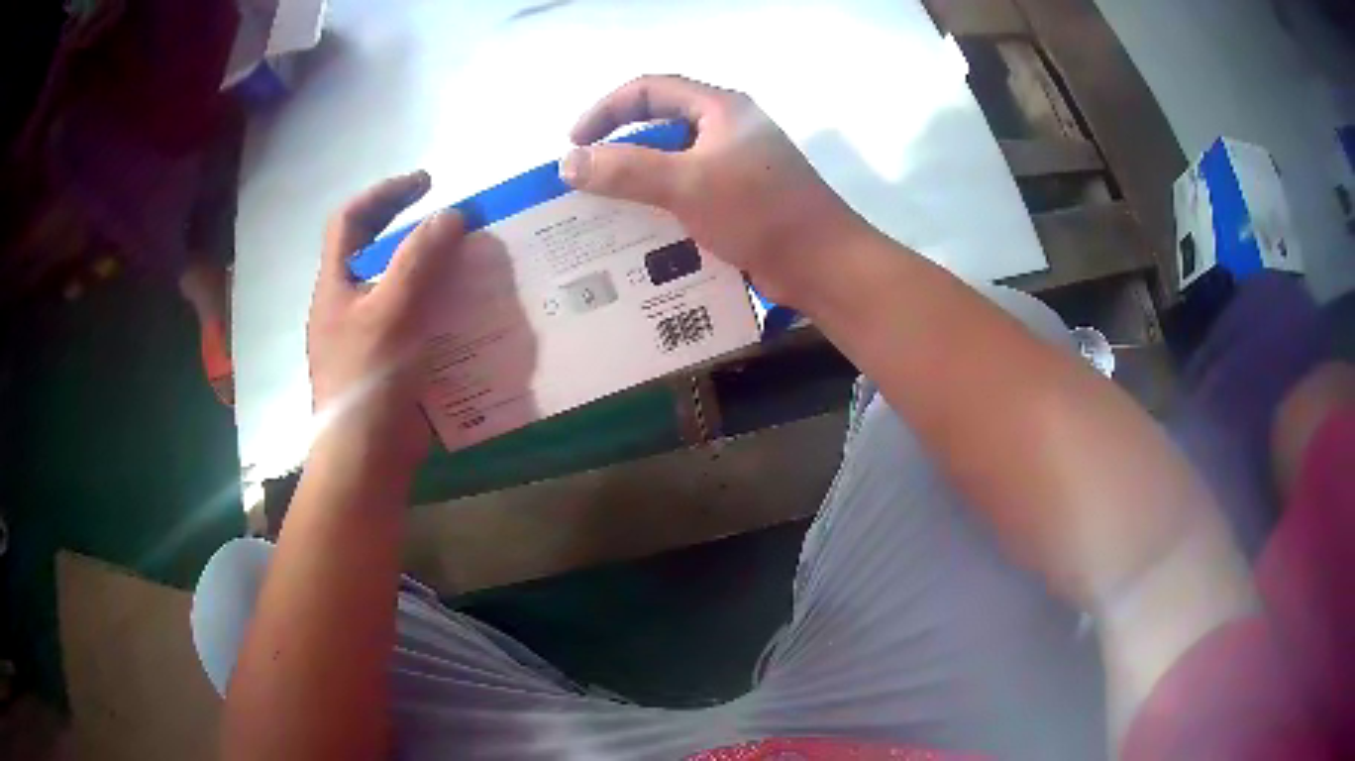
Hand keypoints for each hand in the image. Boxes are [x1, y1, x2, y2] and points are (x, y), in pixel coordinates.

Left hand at [307, 171, 464, 472]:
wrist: (366, 459)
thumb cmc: (368, 381)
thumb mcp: (390, 313)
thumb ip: (418, 260)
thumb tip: (451, 215)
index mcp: (336, 286)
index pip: (350, 220)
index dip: (384, 192)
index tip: (427, 183)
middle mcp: (350, 304)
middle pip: (377, 250)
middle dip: (416, 230)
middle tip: (459, 222)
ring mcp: (371, 335)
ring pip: (403, 286)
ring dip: (437, 269)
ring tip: (475, 262)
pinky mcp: (394, 361)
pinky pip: (420, 320)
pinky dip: (444, 308)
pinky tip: (473, 311)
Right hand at [562, 75, 867, 306]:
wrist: (823, 264)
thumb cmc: (760, 211)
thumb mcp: (687, 183)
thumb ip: (625, 170)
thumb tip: (568, 163)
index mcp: (720, 110)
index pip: (649, 89)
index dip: (606, 110)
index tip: (575, 142)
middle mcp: (727, 131)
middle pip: (660, 128)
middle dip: (618, 152)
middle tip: (585, 182)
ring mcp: (736, 168)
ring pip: (673, 166)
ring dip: (637, 186)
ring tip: (603, 213)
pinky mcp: (740, 202)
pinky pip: (688, 196)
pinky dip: (661, 209)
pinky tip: (639, 237)